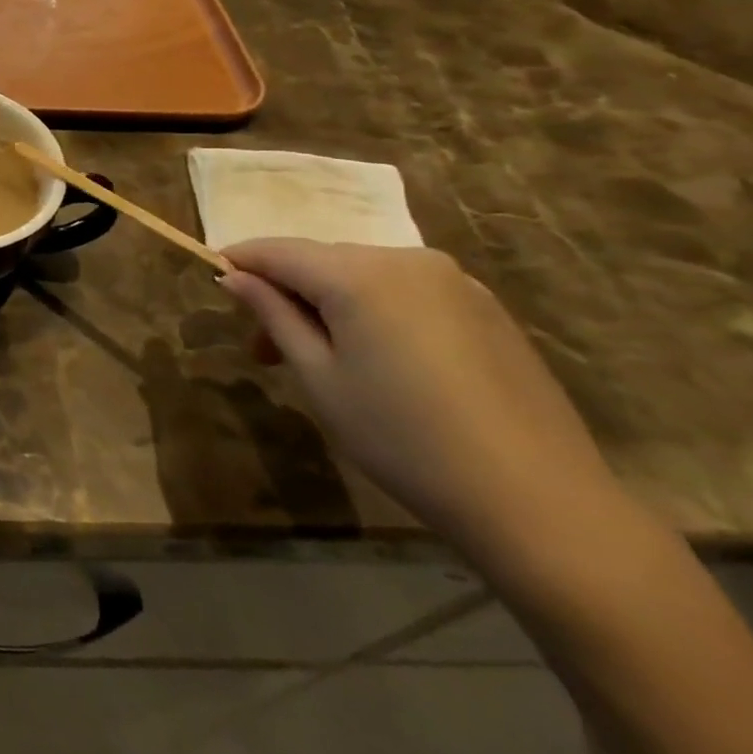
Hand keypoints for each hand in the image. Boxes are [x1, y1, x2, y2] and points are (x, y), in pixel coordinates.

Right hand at [219, 240, 621, 559]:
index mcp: (359, 274)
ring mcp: (454, 281)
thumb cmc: (404, 439)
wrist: (540, 502)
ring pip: (365, 276)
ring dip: (330, 304)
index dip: (240, 261)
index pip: (278, 250)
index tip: (212, 278)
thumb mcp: (319, 378)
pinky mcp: (486, 308)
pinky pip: (407, 293)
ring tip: (321, 360)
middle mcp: (406, 259)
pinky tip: (382, 362)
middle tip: (265, 349)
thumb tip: (234, 276)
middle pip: (323, 261)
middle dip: (286, 293)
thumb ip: (273, 316)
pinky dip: (375, 312)